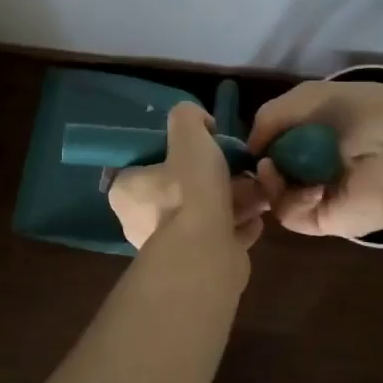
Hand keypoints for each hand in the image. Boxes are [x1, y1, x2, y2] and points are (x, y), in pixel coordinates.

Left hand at [108, 102, 267, 251]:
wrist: (208, 252)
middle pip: (179, 190)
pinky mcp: (198, 266)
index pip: (142, 165)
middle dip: (210, 179)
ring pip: (203, 215)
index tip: (195, 148)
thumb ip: (188, 117)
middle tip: (234, 167)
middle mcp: (141, 222)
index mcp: (127, 192)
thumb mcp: (187, 133)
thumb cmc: (190, 189)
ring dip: (231, 202)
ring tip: (255, 189)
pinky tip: (256, 216)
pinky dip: (238, 227)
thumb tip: (201, 123)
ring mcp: (170, 247)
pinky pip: (221, 238)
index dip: (169, 153)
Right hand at [248, 81, 382, 238]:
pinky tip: (307, 186)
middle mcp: (321, 162)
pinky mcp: (323, 219)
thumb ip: (271, 115)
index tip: (250, 140)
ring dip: (268, 180)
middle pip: (275, 166)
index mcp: (324, 130)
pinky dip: (289, 198)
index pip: (282, 138)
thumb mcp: (310, 96)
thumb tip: (251, 146)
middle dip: (261, 161)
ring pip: (275, 191)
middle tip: (258, 158)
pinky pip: (290, 212)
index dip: (263, 138)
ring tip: (272, 169)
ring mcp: (321, 193)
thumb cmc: (361, 114)